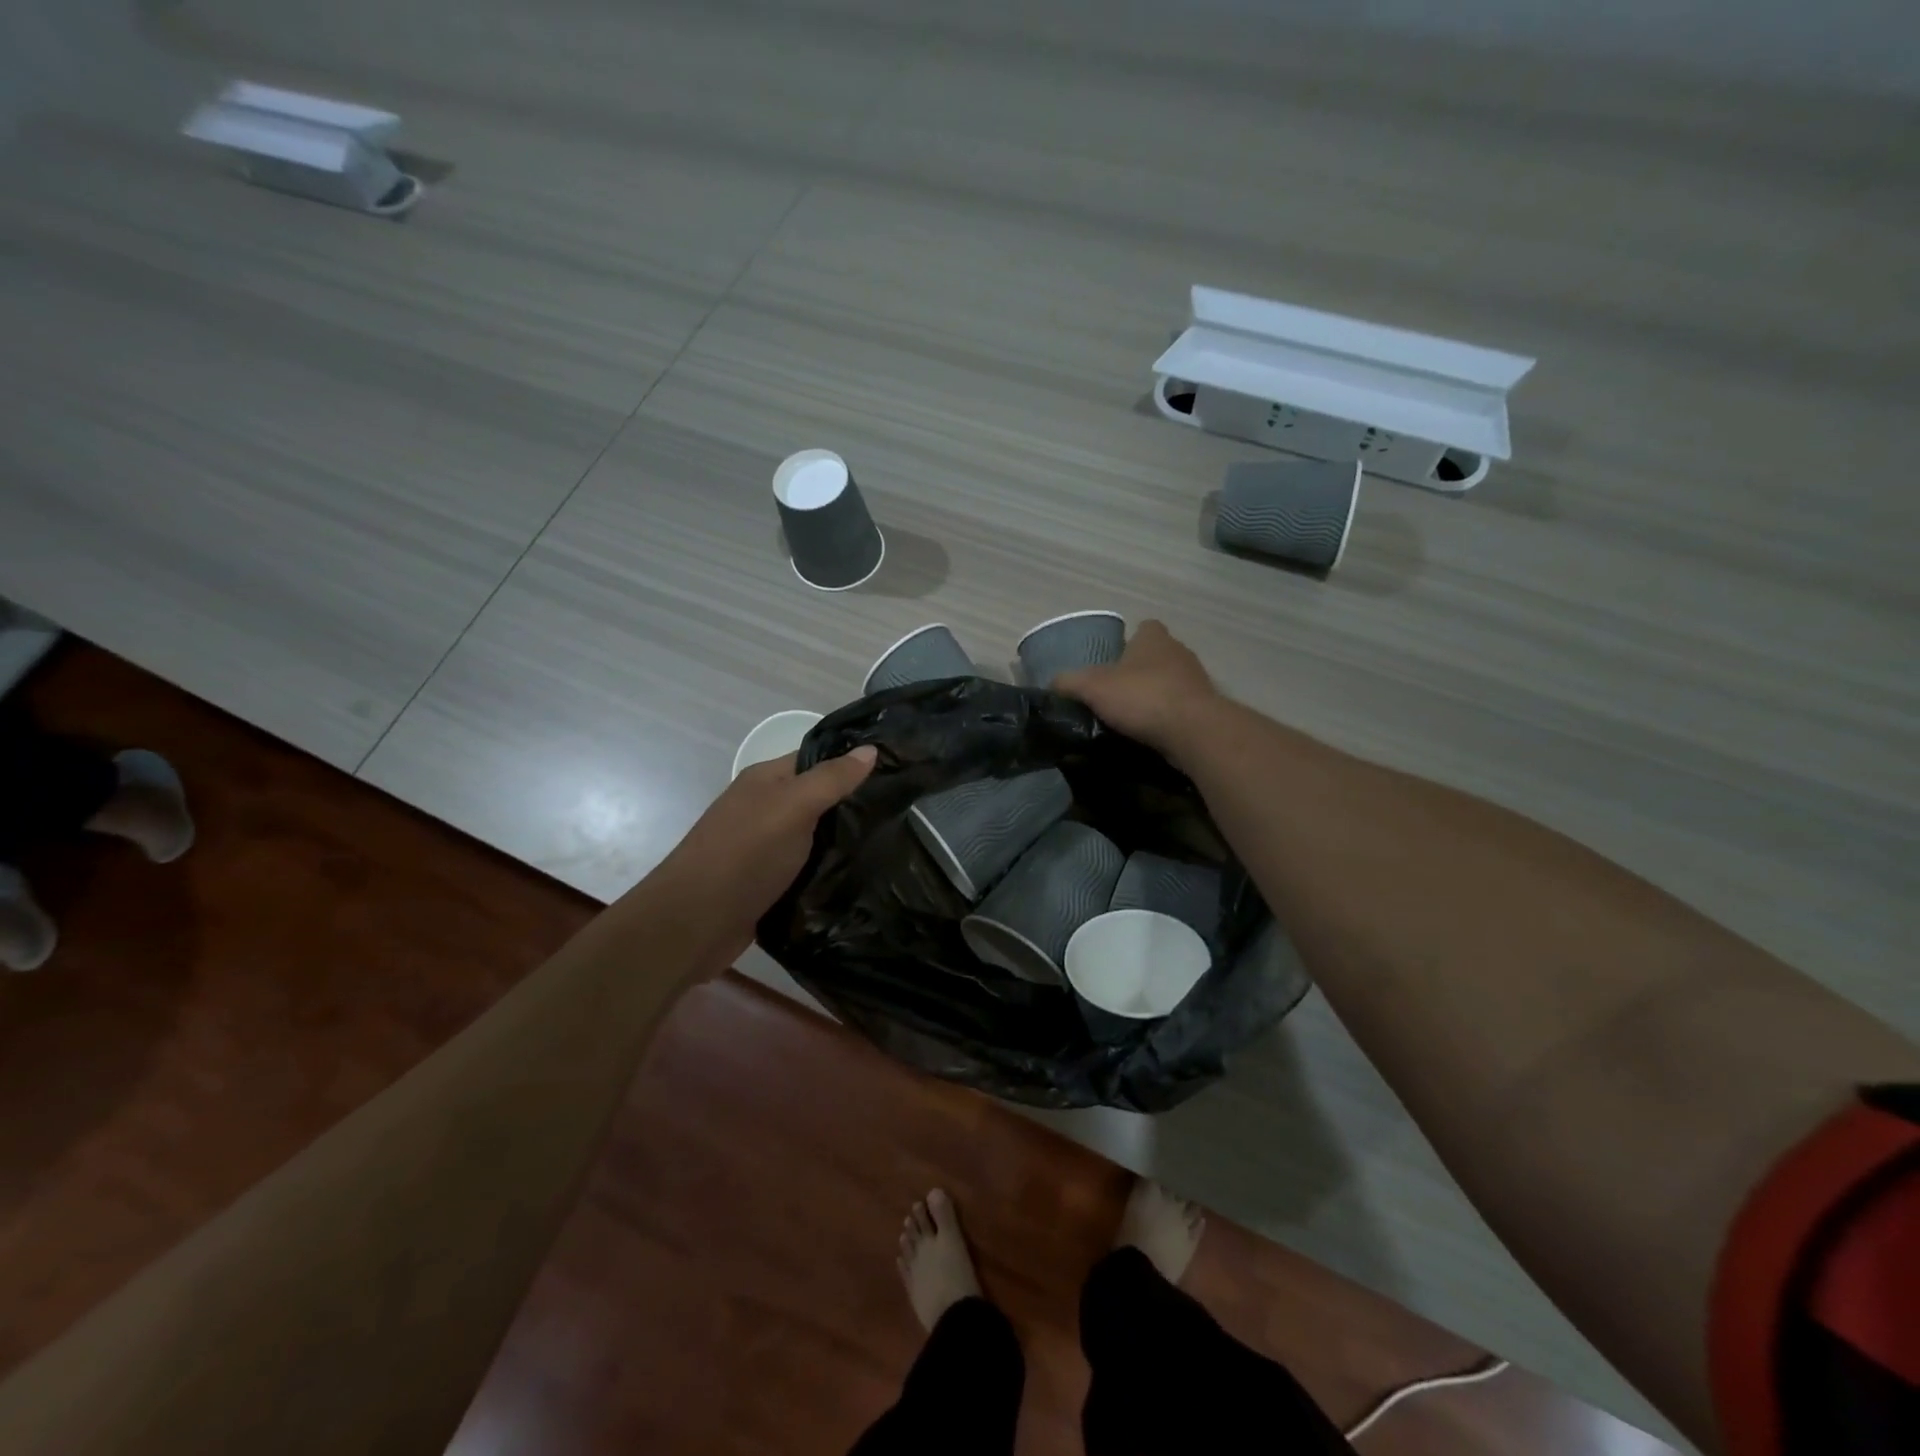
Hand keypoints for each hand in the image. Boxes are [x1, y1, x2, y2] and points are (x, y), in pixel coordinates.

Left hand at [648, 745, 877, 966]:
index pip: (817, 759)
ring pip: (813, 837)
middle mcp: (763, 808)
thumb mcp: (794, 806)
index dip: (852, 761)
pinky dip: (827, 872)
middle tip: (903, 812)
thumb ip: (832, 779)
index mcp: (766, 780)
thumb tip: (871, 749)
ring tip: (891, 845)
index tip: (898, 769)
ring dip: (842, 842)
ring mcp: (763, 847)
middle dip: (853, 805)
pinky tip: (859, 878)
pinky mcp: (766, 883)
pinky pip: (805, 869)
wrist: (693, 922)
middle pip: (816, 799)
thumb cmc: (745, 853)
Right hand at [1054, 620, 1219, 756]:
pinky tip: (1148, 733)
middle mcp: (1179, 652)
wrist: (1193, 731)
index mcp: (1154, 638)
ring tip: (1128, 717)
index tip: (1112, 661)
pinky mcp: (1205, 709)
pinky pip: (1179, 708)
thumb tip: (1052, 683)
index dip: (1128, 641)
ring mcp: (1196, 681)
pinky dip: (1165, 718)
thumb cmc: (1142, 697)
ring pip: (1169, 682)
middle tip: (1113, 693)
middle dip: (1137, 671)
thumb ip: (1069, 682)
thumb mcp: (1092, 687)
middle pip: (1155, 656)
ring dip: (1152, 696)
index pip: (1144, 627)